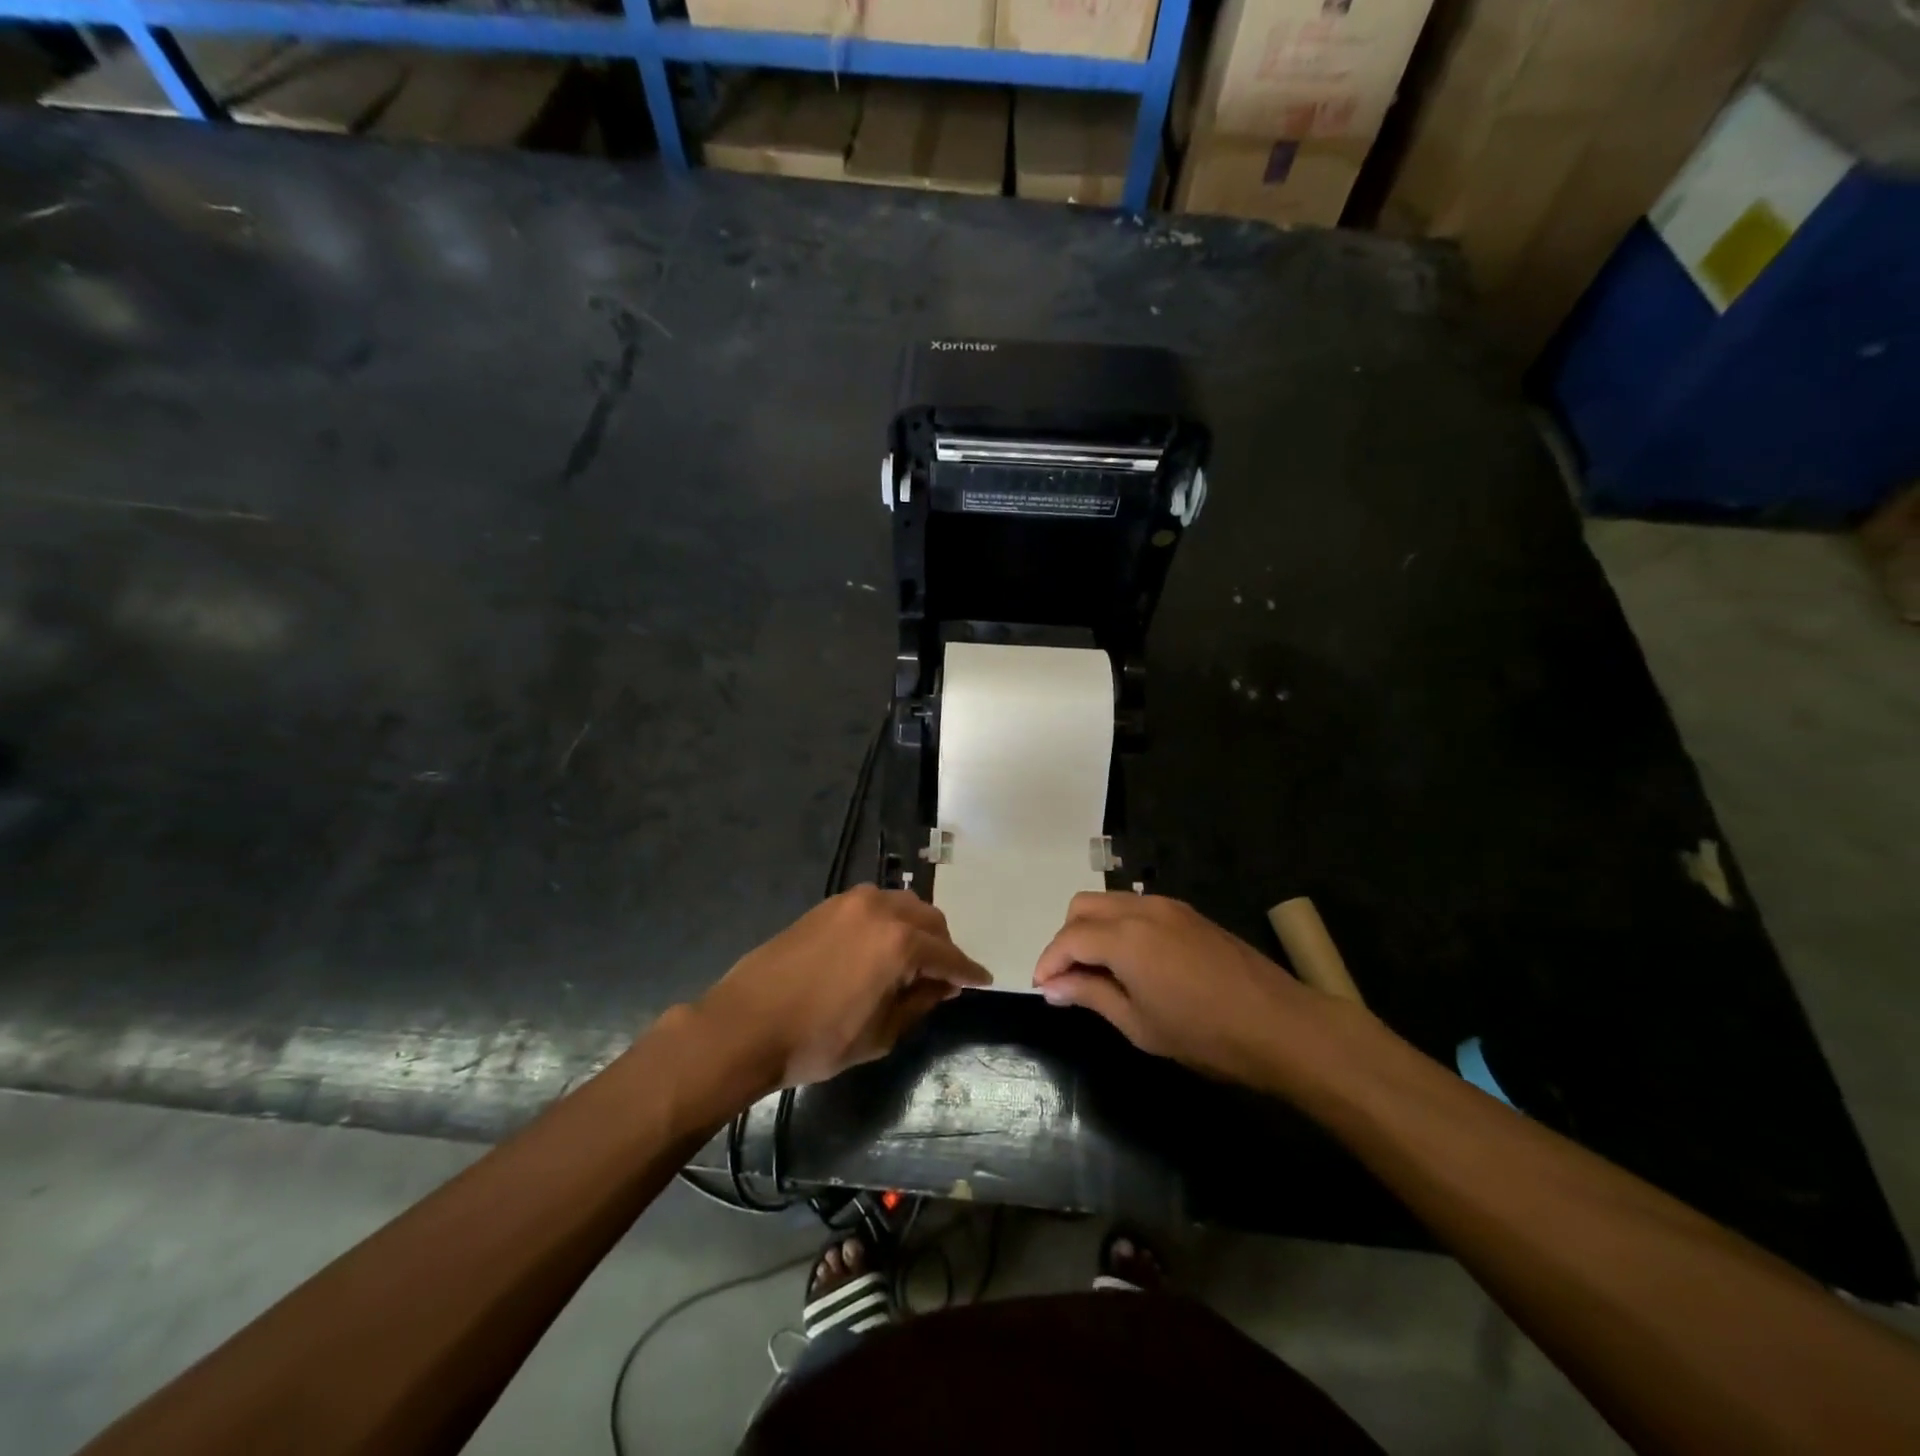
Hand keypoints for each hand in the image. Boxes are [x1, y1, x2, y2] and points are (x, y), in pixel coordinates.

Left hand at [698, 885, 989, 1089]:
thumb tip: (942, 985)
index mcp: (899, 943)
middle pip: (930, 920)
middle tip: (942, 979)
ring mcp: (851, 902)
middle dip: (943, 947)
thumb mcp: (880, 1034)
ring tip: (912, 963)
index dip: (968, 972)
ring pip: (903, 905)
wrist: (745, 1024)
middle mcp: (881, 910)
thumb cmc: (818, 1040)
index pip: (948, 955)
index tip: (983, 981)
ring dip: (917, 929)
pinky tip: (881, 948)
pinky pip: (875, 905)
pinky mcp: (827, 905)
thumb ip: (919, 1003)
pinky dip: (890, 921)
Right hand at [1033, 892, 1325, 1087]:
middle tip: (1068, 979)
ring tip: (1098, 972)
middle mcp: (1142, 909)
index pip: (1069, 938)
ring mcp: (1168, 906)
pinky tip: (1131, 962)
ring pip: (1110, 902)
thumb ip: (1090, 995)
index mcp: (1125, 937)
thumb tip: (1052, 987)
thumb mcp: (1139, 1024)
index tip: (1041, 988)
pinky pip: (1137, 907)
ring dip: (1092, 929)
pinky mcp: (1188, 913)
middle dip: (1066, 938)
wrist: (1282, 1026)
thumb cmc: (1206, 1035)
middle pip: (1083, 906)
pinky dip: (1119, 926)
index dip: (1049, 961)